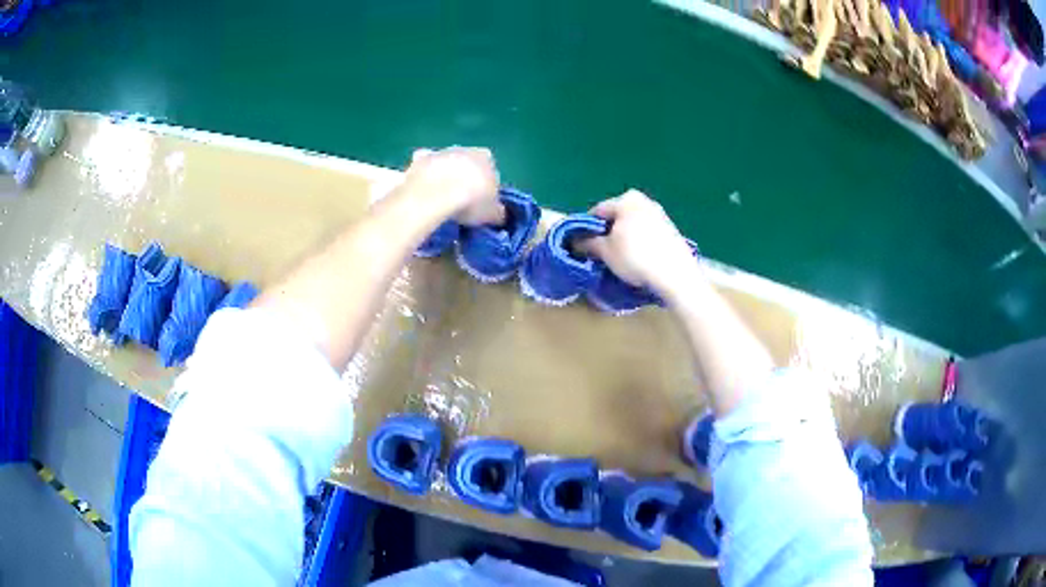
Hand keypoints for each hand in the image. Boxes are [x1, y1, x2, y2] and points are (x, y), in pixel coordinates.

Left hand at [405, 147, 504, 225]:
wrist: (436, 195)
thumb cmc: (471, 201)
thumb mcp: (493, 214)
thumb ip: (498, 212)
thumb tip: (498, 214)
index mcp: (487, 158)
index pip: (491, 172)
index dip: (486, 189)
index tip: (480, 204)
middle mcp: (466, 149)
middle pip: (467, 165)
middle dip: (465, 180)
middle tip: (461, 203)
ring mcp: (441, 152)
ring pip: (446, 164)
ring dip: (444, 177)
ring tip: (441, 201)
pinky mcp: (420, 159)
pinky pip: (424, 168)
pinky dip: (424, 176)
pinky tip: (423, 192)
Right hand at [580, 189, 699, 299]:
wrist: (675, 274)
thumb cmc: (635, 257)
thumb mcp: (605, 251)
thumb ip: (587, 243)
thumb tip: (575, 241)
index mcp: (626, 199)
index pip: (597, 212)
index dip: (587, 229)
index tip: (584, 247)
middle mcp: (644, 201)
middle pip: (617, 217)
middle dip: (608, 233)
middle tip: (602, 254)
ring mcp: (660, 214)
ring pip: (633, 226)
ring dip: (624, 239)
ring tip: (621, 260)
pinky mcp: (671, 230)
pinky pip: (647, 234)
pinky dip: (640, 243)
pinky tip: (640, 260)